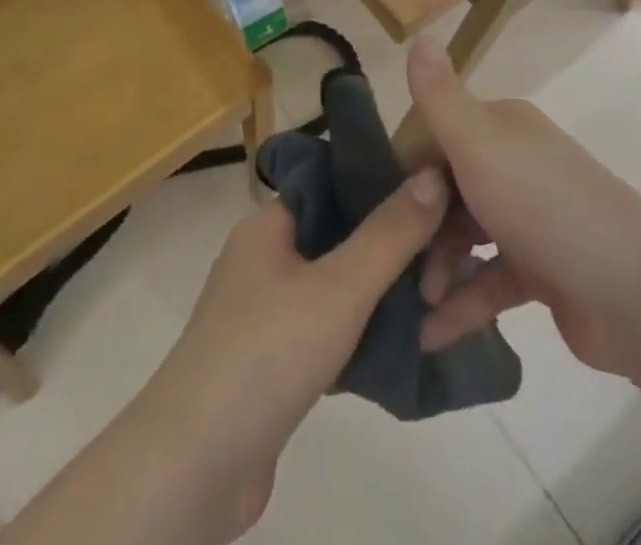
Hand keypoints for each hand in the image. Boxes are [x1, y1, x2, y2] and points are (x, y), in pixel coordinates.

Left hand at [126, 167, 449, 541]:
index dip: (379, 187)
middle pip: (335, 237)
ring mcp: (262, 313)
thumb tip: (432, 174)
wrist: (196, 466)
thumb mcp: (339, 288)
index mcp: (267, 225)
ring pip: (332, 288)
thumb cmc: (267, 354)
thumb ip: (389, 234)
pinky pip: (323, 331)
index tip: (431, 198)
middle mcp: (261, 259)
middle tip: (444, 255)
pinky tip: (399, 347)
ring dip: (376, 296)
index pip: (330, 186)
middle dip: (386, 247)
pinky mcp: (269, 363)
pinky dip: (357, 336)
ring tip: (433, 299)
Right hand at [406, 38, 640, 379]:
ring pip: (466, 236)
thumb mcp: (478, 143)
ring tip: (413, 304)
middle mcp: (515, 164)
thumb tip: (417, 36)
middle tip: (391, 263)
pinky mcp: (543, 270)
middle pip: (448, 189)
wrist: (636, 292)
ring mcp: (531, 218)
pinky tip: (432, 334)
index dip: (406, 170)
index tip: (378, 207)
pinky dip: (463, 304)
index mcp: (501, 128)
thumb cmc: (545, 206)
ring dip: (437, 268)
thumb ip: (439, 96)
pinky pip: (489, 281)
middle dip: (418, 226)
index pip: (436, 136)